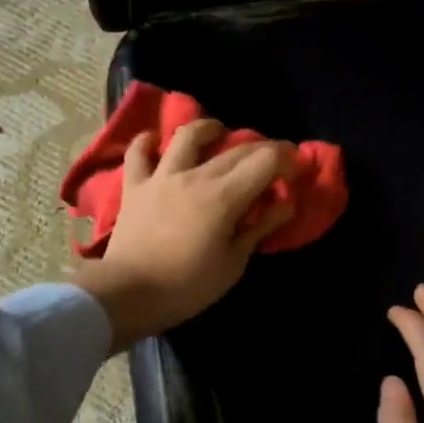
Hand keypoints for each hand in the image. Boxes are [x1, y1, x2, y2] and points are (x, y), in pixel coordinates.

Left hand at [72, 119, 294, 349]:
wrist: (128, 293)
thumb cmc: (186, 286)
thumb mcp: (233, 264)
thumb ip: (259, 228)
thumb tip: (284, 204)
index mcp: (224, 196)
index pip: (265, 161)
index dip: (287, 160)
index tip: (296, 170)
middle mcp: (195, 175)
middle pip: (235, 149)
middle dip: (261, 150)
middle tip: (271, 162)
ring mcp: (161, 176)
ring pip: (187, 136)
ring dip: (208, 129)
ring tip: (218, 134)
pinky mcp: (134, 186)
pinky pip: (138, 152)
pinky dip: (147, 142)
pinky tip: (156, 141)